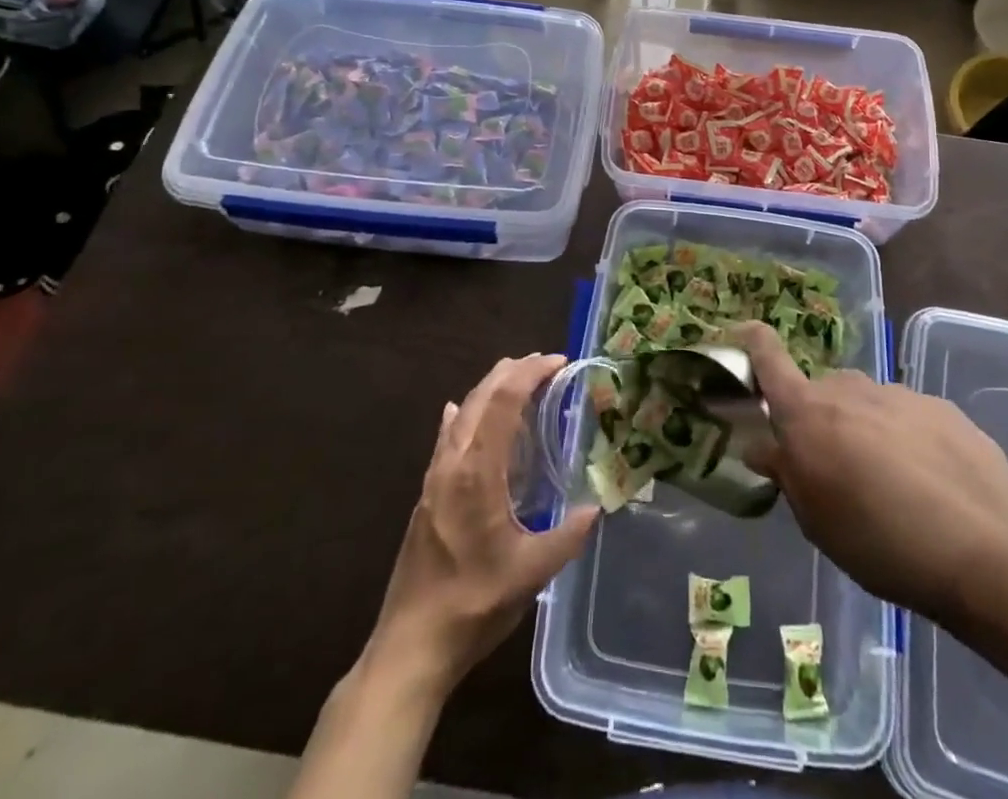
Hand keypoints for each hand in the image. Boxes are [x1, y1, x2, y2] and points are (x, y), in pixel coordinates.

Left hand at [371, 354, 597, 689]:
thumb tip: (596, 507)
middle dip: (511, 372)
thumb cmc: (473, 605)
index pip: (503, 402)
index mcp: (477, 473)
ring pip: (461, 413)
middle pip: (479, 397)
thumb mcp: (531, 573)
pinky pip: (446, 437)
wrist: (410, 646)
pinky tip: (458, 413)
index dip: (530, 374)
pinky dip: (462, 415)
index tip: (559, 362)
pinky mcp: (426, 494)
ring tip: (516, 379)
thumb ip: (567, 536)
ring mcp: (434, 478)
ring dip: (488, 389)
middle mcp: (452, 464)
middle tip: (544, 364)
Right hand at [729, 323, 1007, 633]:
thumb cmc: (881, 542)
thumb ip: (788, 474)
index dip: (749, 339)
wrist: (985, 548)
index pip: (767, 355)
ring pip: (865, 405)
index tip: (738, 336)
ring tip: (889, 488)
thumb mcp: (817, 521)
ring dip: (864, 432)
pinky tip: (929, 487)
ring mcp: (898, 393)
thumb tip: (765, 446)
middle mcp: (849, 388)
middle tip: (832, 470)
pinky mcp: (940, 407)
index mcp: (808, 412)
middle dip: (818, 421)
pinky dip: (905, 441)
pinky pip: (907, 418)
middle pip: (820, 392)